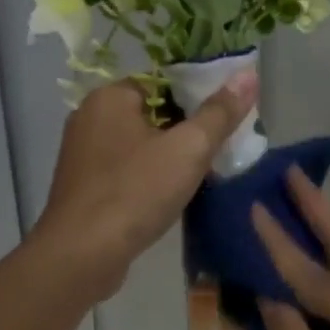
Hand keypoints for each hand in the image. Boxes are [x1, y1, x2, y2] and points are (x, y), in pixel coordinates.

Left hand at [33, 75, 257, 301]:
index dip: (197, 97)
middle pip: (152, 113)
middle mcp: (90, 117)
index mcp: (110, 97)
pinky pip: (125, 170)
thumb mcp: (188, 149)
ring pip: (139, 144)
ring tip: (202, 173)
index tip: (224, 119)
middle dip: (185, 130)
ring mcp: (82, 154)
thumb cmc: (135, 192)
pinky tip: (170, 196)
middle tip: (219, 149)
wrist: (81, 256)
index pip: (162, 82)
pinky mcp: (83, 187)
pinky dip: (148, 178)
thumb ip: (219, 112)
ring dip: (168, 157)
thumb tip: (248, 74)